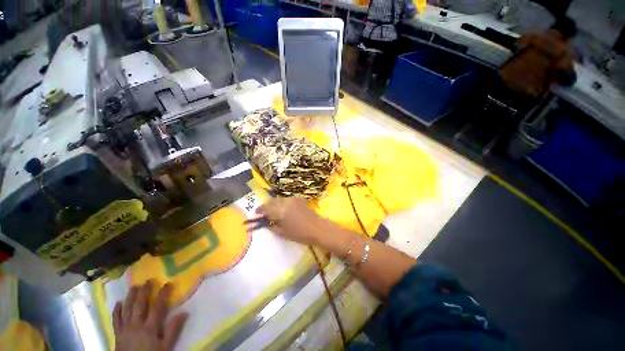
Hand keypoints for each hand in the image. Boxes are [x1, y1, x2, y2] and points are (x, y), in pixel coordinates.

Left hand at [113, 280, 187, 350]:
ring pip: (127, 309)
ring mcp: (125, 329)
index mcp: (149, 327)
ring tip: (134, 286)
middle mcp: (136, 325)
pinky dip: (116, 311)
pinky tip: (118, 303)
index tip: (168, 283)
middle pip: (139, 305)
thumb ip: (173, 330)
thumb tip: (185, 312)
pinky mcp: (117, 333)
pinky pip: (116, 320)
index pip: (156, 306)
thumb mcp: (165, 346)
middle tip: (148, 280)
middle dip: (144, 292)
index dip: (162, 294)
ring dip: (130, 297)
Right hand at [249, 197, 327, 246]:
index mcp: (280, 211)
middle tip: (263, 211)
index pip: (266, 208)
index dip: (260, 210)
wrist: (317, 228)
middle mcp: (285, 202)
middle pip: (272, 201)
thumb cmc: (300, 234)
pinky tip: (283, 208)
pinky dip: (282, 202)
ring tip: (272, 210)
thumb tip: (266, 222)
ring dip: (274, 203)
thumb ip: (273, 226)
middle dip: (266, 205)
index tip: (256, 213)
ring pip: (279, 199)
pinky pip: (287, 199)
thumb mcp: (283, 233)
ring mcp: (293, 199)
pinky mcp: (299, 199)